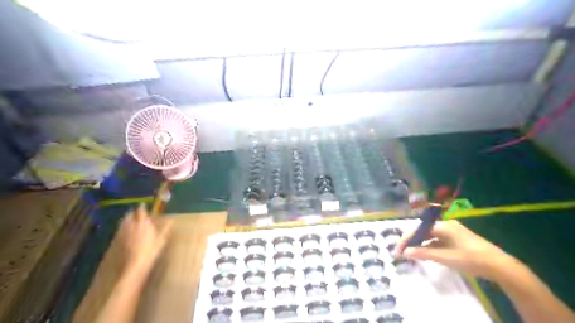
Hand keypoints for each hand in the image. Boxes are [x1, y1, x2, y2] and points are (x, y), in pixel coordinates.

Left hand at [114, 203, 170, 273]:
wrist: (135, 264)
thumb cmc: (151, 250)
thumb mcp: (161, 239)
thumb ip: (166, 228)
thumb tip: (172, 220)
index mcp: (143, 223)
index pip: (141, 211)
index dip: (142, 207)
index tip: (143, 204)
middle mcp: (132, 226)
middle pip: (130, 216)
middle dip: (132, 212)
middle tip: (135, 211)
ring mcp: (124, 233)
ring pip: (123, 222)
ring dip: (126, 219)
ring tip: (130, 218)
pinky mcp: (119, 240)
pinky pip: (120, 230)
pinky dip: (123, 227)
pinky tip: (125, 230)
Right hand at [395, 219, 516, 280]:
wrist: (501, 267)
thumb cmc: (471, 259)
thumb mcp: (445, 258)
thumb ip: (424, 254)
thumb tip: (405, 252)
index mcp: (443, 226)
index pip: (418, 229)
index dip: (406, 239)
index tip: (398, 250)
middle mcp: (446, 225)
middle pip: (423, 231)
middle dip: (411, 241)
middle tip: (402, 253)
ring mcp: (452, 232)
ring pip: (430, 236)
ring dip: (420, 244)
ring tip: (411, 254)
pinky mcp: (457, 239)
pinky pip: (437, 240)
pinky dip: (429, 246)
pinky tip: (425, 254)